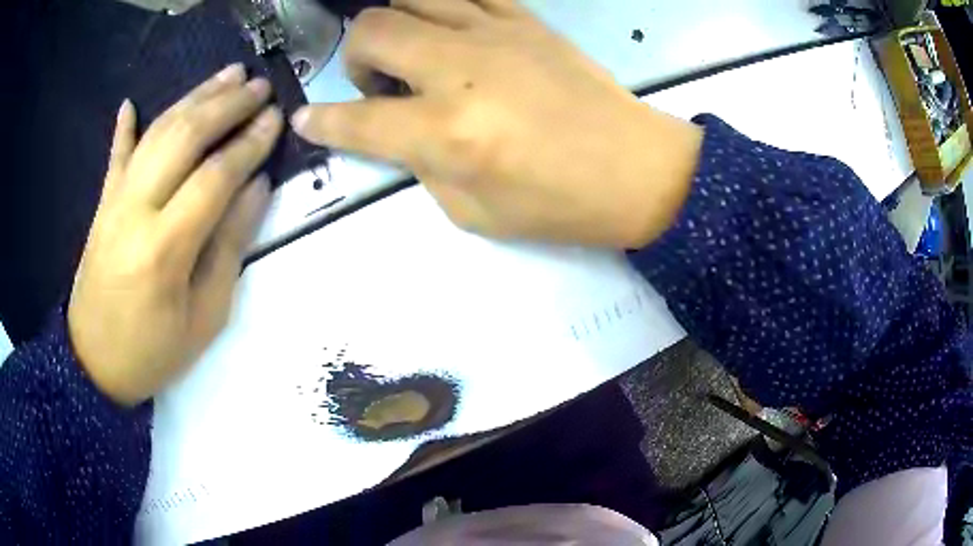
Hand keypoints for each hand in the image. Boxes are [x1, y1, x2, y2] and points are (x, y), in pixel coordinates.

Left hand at [68, 65, 282, 405]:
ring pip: (157, 133)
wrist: (94, 365)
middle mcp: (136, 210)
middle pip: (184, 138)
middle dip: (226, 105)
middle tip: (259, 84)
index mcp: (165, 248)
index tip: (276, 116)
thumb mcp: (204, 318)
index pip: (215, 176)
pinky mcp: (101, 204)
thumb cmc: (153, 352)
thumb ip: (229, 248)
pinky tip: (132, 103)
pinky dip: (124, 127)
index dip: (249, 142)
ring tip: (226, 75)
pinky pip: (115, 156)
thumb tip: (257, 188)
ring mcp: (114, 201)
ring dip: (194, 98)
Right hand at [291, 0, 702, 247]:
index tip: (306, 119)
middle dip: (355, 58)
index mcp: (446, 132)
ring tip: (413, 54)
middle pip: (371, 30)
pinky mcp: (526, 20)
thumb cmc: (560, 205)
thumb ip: (423, 166)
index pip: (356, 119)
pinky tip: (449, 30)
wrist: (637, 168)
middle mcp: (460, 69)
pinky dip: (442, 6)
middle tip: (379, 86)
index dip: (321, 121)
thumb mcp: (474, 212)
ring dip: (395, 25)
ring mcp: (495, 34)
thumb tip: (400, 134)